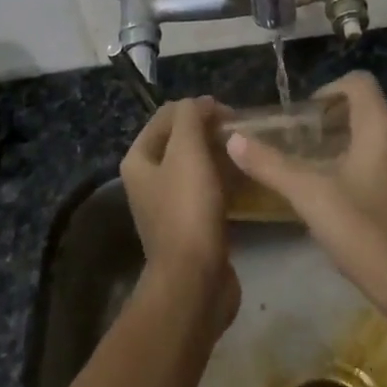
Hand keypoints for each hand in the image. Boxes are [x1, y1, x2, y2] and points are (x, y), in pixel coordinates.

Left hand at [121, 98, 239, 330]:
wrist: (194, 282)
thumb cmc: (188, 210)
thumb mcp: (188, 151)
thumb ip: (191, 117)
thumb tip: (202, 104)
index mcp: (139, 159)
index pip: (167, 116)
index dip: (197, 108)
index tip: (230, 114)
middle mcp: (149, 180)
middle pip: (182, 140)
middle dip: (210, 131)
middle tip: (240, 133)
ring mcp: (170, 205)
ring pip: (197, 166)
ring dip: (220, 155)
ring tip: (246, 153)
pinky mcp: (192, 226)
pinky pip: (209, 191)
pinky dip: (225, 181)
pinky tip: (247, 180)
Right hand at [227, 71, 386, 312]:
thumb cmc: (365, 232)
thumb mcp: (310, 197)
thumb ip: (270, 165)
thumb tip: (234, 138)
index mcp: (383, 127)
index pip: (358, 82)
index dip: (329, 90)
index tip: (306, 117)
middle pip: (369, 112)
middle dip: (336, 123)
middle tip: (306, 148)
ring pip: (383, 140)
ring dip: (354, 147)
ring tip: (324, 176)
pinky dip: (374, 169)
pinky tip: (353, 203)